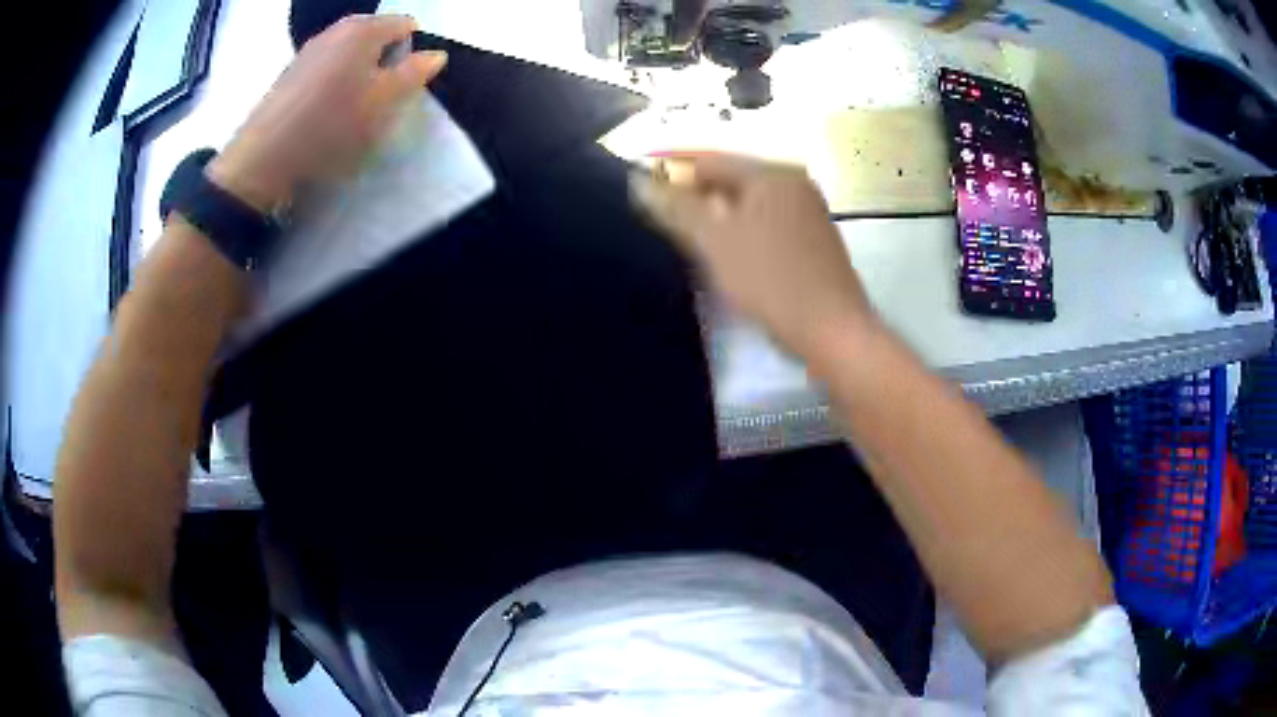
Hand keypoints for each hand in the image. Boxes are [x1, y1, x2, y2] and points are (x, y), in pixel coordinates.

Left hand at [207, 14, 446, 211]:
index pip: (404, 25)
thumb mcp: (383, 102)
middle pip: (375, 37)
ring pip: (349, 55)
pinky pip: (326, 69)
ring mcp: (309, 51)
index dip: (412, 52)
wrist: (263, 160)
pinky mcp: (290, 75)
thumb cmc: (330, 125)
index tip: (404, 86)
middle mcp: (335, 30)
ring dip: (358, 75)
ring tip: (352, 110)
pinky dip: (334, 84)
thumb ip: (414, 74)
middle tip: (380, 100)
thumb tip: (436, 54)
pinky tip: (326, 113)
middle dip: (384, 63)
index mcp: (363, 29)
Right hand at [630, 154, 876, 356]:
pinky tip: (731, 260)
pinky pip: (768, 225)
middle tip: (668, 228)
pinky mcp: (815, 242)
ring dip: (719, 219)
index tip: (647, 199)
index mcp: (772, 174)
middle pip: (732, 180)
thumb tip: (638, 181)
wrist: (833, 331)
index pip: (710, 159)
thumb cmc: (771, 281)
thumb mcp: (715, 242)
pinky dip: (744, 234)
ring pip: (750, 205)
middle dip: (696, 199)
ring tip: (694, 246)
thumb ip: (676, 208)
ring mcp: (809, 213)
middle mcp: (794, 184)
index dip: (674, 174)